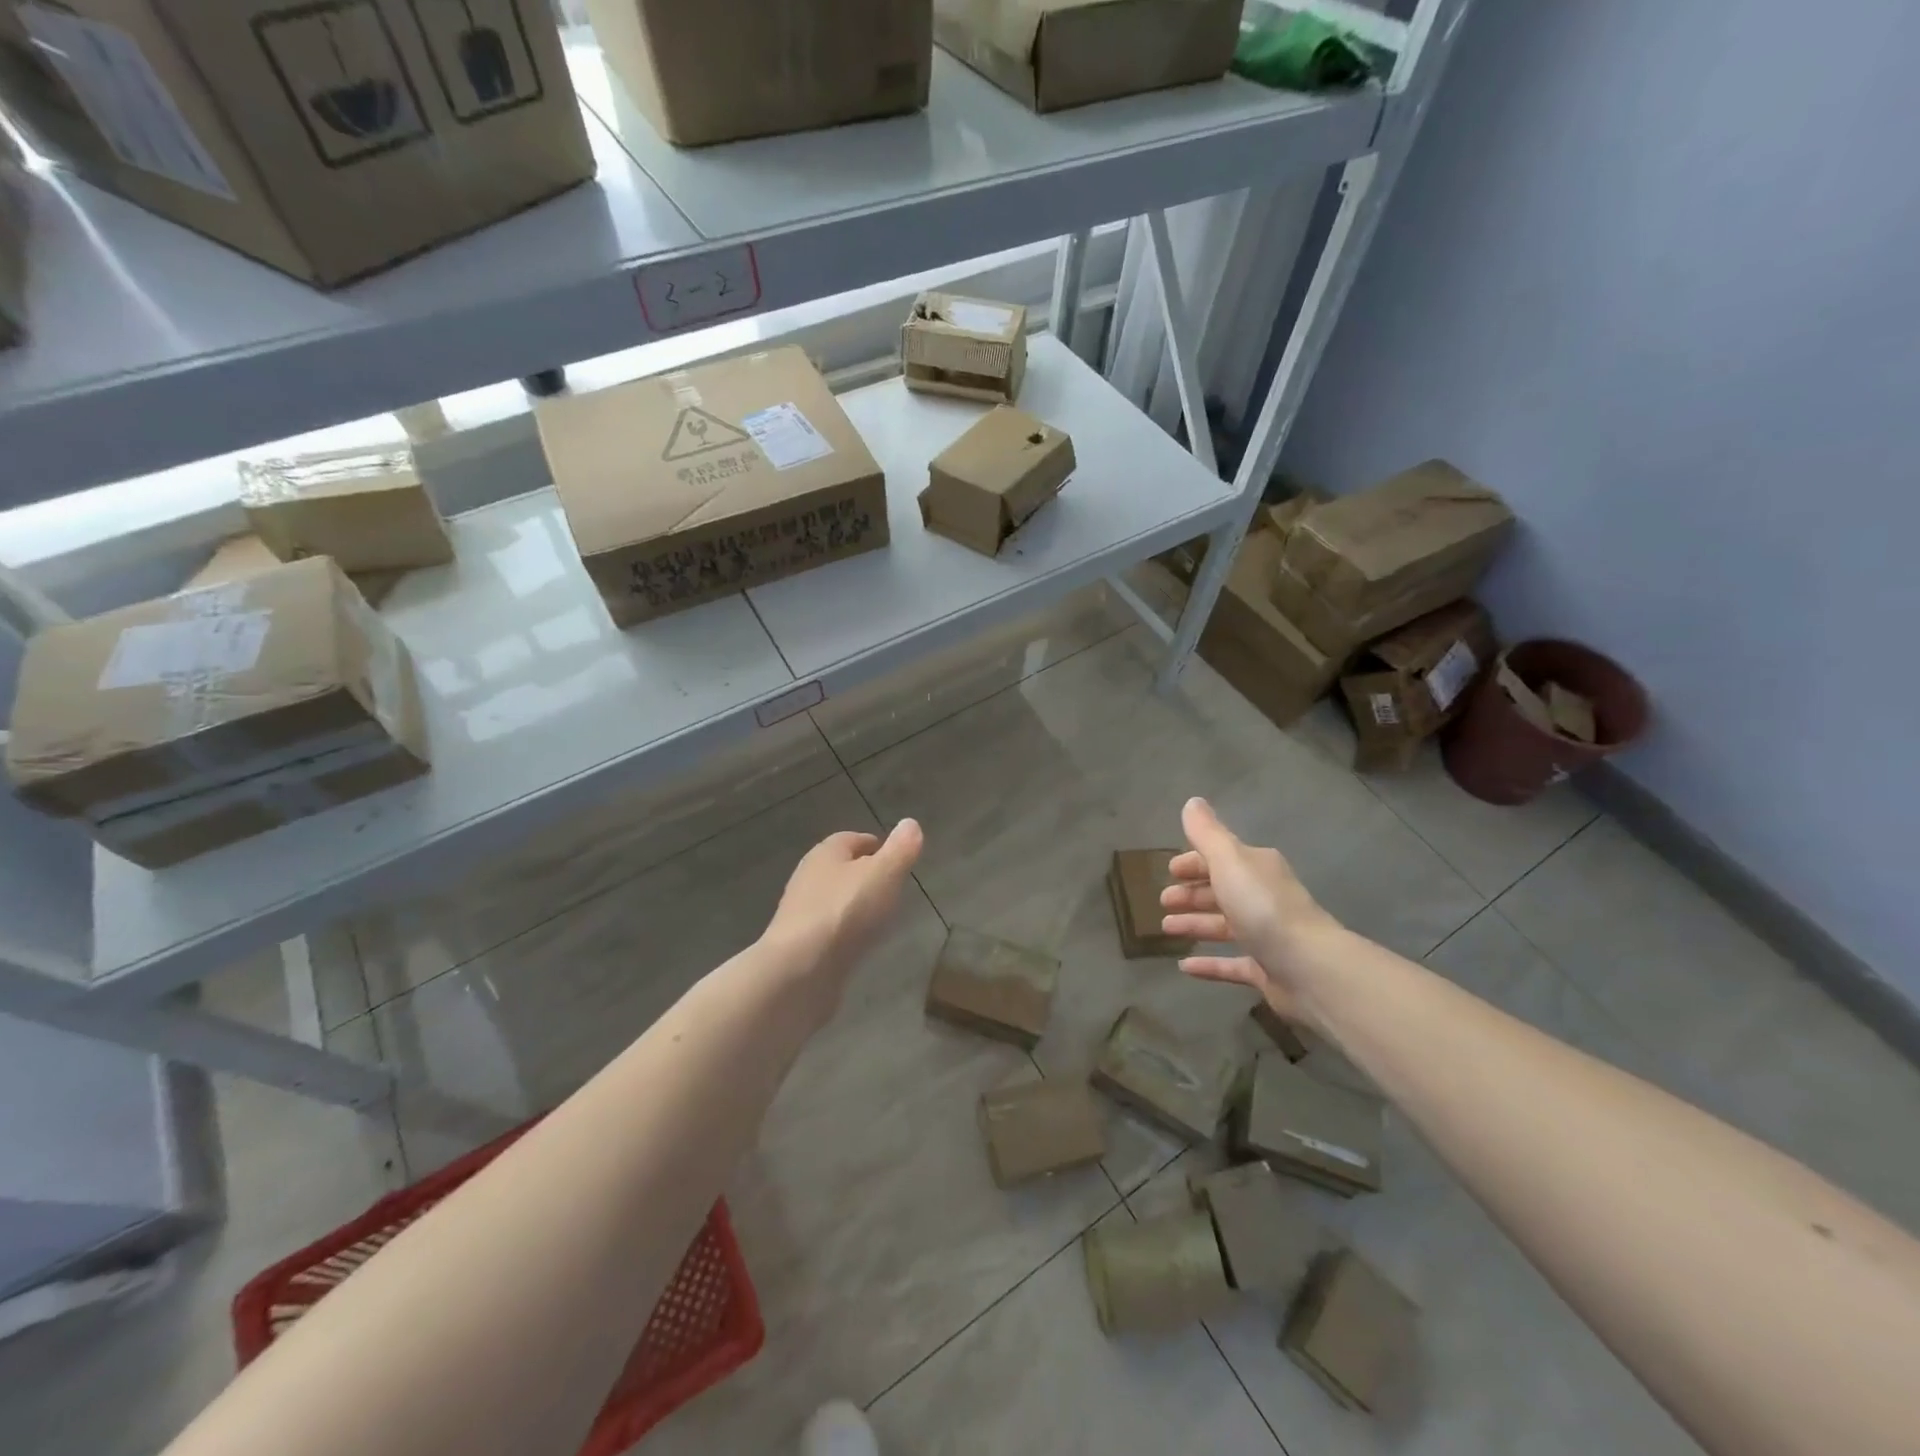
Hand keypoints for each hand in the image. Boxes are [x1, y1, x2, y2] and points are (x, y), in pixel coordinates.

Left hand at [762, 820, 923, 998]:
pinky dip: (846, 932)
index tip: (897, 859)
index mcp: (826, 853)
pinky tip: (861, 944)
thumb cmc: (845, 911)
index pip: (853, 839)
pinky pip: (830, 929)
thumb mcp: (884, 874)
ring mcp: (801, 913)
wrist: (800, 970)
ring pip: (835, 899)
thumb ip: (900, 849)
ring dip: (856, 905)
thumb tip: (910, 823)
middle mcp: (809, 877)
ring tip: (882, 917)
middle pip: (842, 869)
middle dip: (866, 875)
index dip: (877, 846)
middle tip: (894, 888)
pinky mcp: (800, 944)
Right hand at [1159, 797, 1346, 1022]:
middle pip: (1222, 891)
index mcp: (1256, 868)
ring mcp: (1266, 936)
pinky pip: (1231, 963)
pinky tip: (1184, 967)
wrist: (1309, 968)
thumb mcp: (1229, 860)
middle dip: (1191, 892)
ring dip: (1195, 924)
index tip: (1169, 870)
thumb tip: (1193, 802)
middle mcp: (1263, 898)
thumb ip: (1207, 833)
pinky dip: (1209, 964)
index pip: (1221, 858)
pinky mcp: (1266, 970)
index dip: (1194, 862)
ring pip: (1224, 926)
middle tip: (1163, 900)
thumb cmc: (1263, 907)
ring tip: (1166, 928)